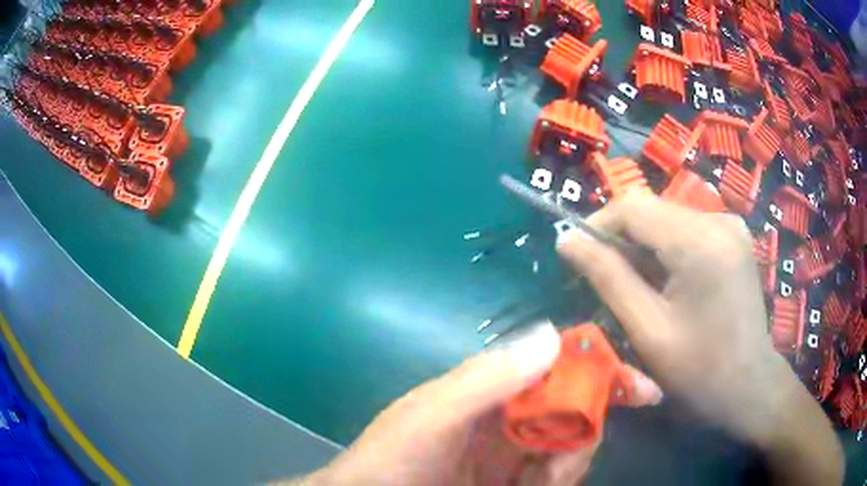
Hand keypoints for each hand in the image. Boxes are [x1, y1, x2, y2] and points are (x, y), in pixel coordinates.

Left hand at [284, 323, 662, 485]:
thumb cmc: (392, 460)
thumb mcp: (432, 416)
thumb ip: (487, 380)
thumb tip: (553, 335)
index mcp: (491, 389)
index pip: (555, 366)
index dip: (599, 371)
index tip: (640, 390)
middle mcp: (508, 416)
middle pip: (573, 409)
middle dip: (584, 431)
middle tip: (563, 465)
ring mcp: (512, 453)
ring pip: (570, 446)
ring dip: (570, 464)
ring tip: (543, 482)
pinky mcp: (514, 481)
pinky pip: (555, 476)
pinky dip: (558, 481)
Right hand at [556, 192, 842, 484]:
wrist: (748, 385)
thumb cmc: (699, 370)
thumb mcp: (647, 330)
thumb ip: (608, 278)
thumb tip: (567, 241)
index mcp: (700, 242)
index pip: (633, 206)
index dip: (598, 225)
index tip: (578, 256)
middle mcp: (719, 219)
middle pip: (652, 209)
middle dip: (622, 240)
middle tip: (606, 279)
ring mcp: (730, 224)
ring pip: (668, 218)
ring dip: (645, 247)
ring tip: (639, 287)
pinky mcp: (734, 235)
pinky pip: (687, 229)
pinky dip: (667, 250)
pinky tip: (668, 282)